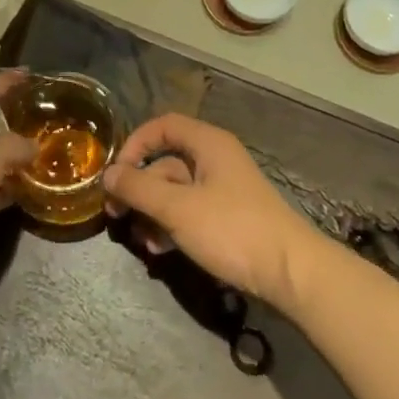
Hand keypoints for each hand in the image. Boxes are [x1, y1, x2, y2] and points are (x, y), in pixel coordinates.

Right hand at [102, 114, 324, 306]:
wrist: (291, 272)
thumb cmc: (232, 229)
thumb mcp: (178, 209)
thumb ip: (139, 189)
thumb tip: (107, 173)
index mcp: (208, 144)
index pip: (163, 126)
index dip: (135, 144)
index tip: (116, 173)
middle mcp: (215, 159)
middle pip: (166, 162)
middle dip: (139, 187)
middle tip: (114, 214)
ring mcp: (223, 190)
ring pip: (175, 192)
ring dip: (152, 212)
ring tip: (140, 240)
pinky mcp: (228, 219)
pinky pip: (190, 212)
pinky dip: (171, 226)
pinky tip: (160, 250)